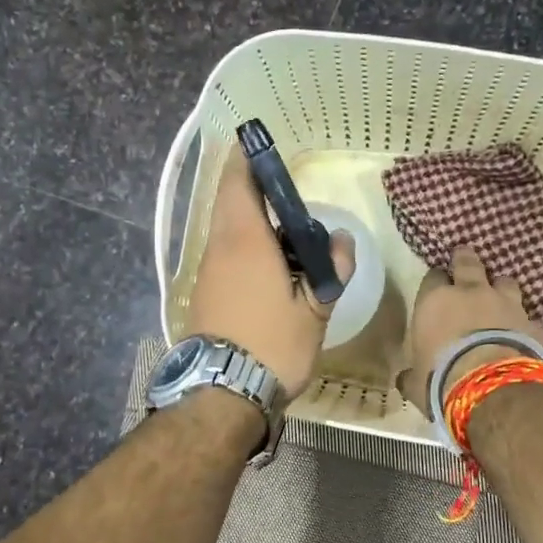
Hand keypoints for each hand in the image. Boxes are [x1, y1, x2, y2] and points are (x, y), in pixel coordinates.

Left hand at [186, 151, 355, 399]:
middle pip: (231, 205)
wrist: (222, 395)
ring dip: (253, 228)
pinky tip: (270, 274)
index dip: (248, 160)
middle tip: (291, 205)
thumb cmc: (273, 346)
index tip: (262, 147)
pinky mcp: (202, 296)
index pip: (238, 182)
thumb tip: (340, 240)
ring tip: (289, 245)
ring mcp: (206, 273)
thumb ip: (330, 270)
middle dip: (257, 196)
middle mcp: (218, 248)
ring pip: (227, 233)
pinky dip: (244, 253)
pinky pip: (224, 258)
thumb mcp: (314, 311)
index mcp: (245, 241)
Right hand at [397, 247, 542, 410]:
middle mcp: (472, 294)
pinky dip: (525, 325)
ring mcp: (507, 306)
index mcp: (436, 301)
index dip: (435, 281)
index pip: (432, 278)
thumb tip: (404, 378)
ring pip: (505, 282)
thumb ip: (411, 374)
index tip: (436, 287)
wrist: (493, 388)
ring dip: (500, 287)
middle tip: (464, 256)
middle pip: (468, 264)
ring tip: (499, 295)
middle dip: (465, 260)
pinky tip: (524, 335)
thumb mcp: (416, 382)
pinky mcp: (534, 325)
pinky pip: (529, 319)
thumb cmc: (441, 380)